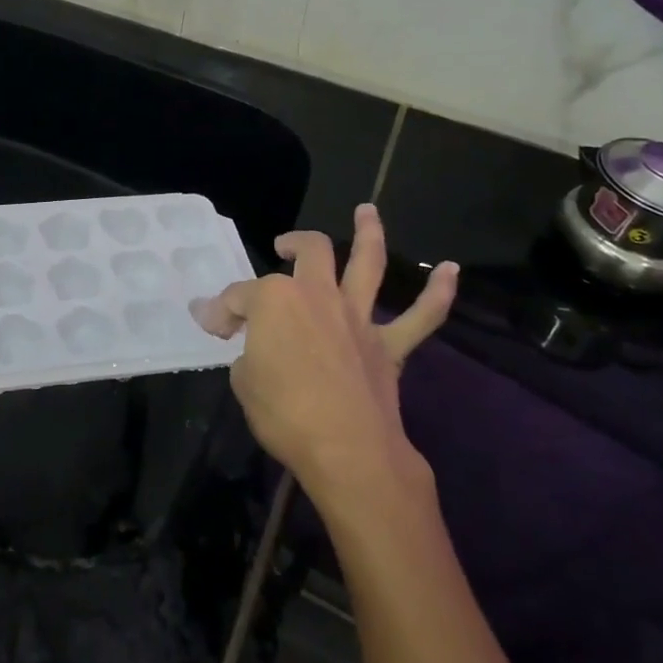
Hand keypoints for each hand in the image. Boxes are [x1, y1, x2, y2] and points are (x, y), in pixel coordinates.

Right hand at [194, 204, 456, 515]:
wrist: (347, 451)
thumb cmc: (284, 413)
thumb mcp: (244, 382)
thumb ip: (246, 355)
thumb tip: (248, 348)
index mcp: (274, 301)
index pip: (238, 297)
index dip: (220, 310)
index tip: (211, 325)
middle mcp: (317, 295)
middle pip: (309, 253)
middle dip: (293, 243)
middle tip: (283, 246)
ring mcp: (357, 317)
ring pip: (367, 263)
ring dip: (369, 233)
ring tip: (368, 211)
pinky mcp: (389, 346)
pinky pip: (420, 317)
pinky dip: (438, 294)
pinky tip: (452, 270)